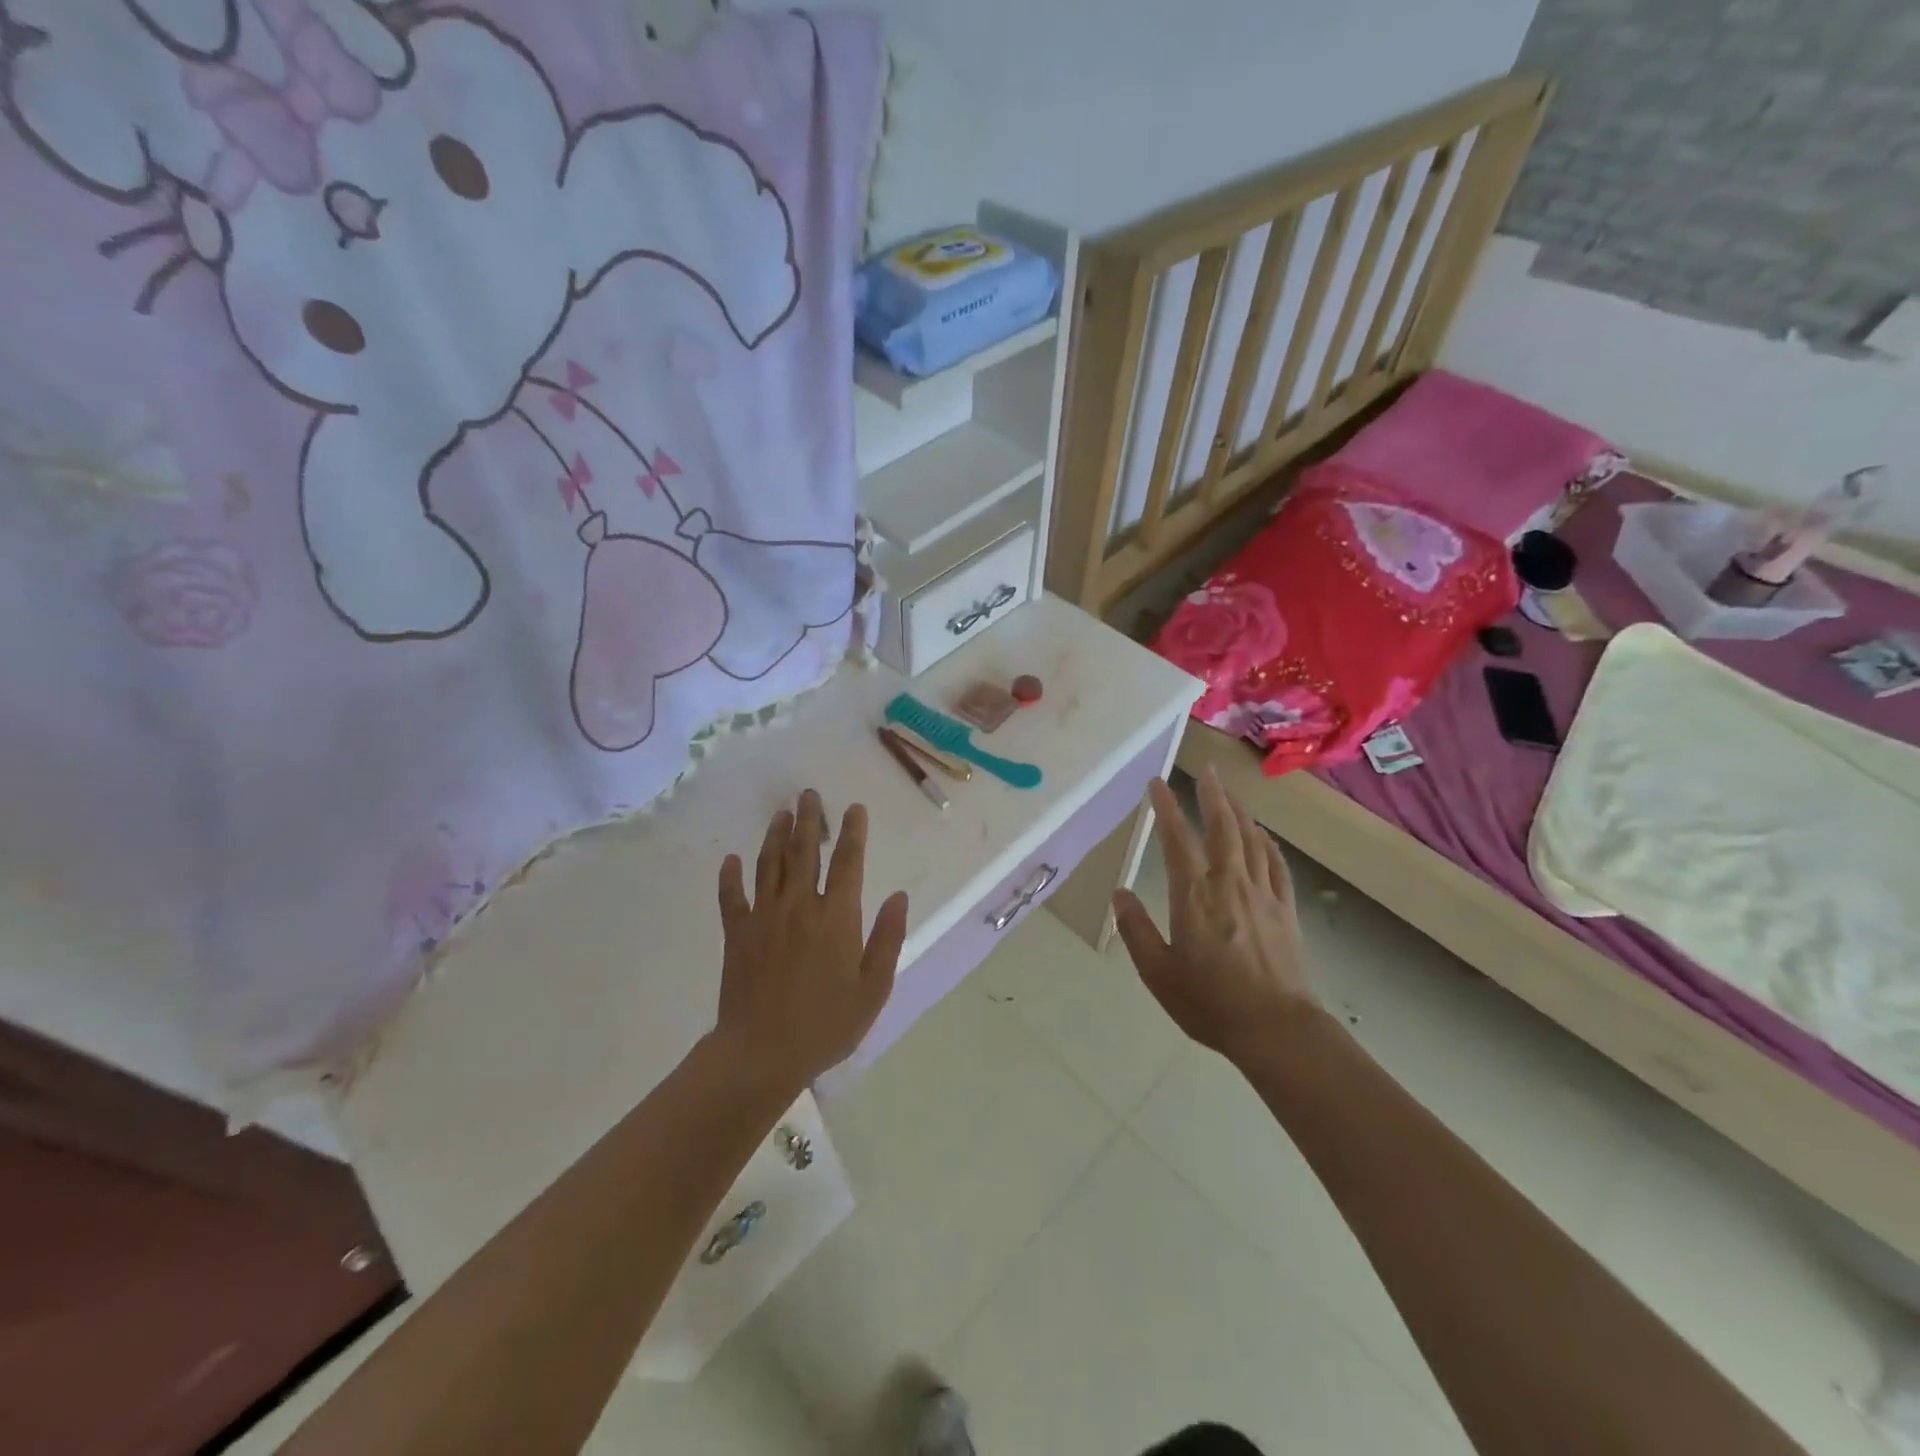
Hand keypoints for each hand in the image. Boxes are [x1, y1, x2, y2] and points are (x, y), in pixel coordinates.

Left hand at [714, 790, 909, 1091]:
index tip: (854, 808)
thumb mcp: (873, 988)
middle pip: (805, 852)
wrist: (761, 1053)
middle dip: (810, 820)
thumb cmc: (826, 1024)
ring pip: (770, 864)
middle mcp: (800, 905)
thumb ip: (888, 938)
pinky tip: (730, 860)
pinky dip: (730, 876)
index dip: (853, 832)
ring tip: (781, 813)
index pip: (848, 863)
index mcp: (837, 917)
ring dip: (776, 835)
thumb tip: (898, 896)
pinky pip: (731, 897)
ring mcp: (764, 916)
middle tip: (809, 794)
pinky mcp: (737, 933)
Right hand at [1112, 768, 1317, 1063]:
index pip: (1177, 840)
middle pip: (1222, 827)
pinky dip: (1267, 843)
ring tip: (1229, 791)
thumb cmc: (1210, 1002)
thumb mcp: (1158, 972)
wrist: (1276, 1028)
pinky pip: (1276, 864)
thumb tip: (1120, 893)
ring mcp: (1262, 893)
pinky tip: (1263, 835)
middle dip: (1211, 795)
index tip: (1157, 783)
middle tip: (1205, 768)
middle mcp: (1229, 883)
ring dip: (1239, 810)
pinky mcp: (1285, 909)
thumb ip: (1135, 929)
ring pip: (1251, 839)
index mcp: (1194, 896)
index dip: (1166, 808)